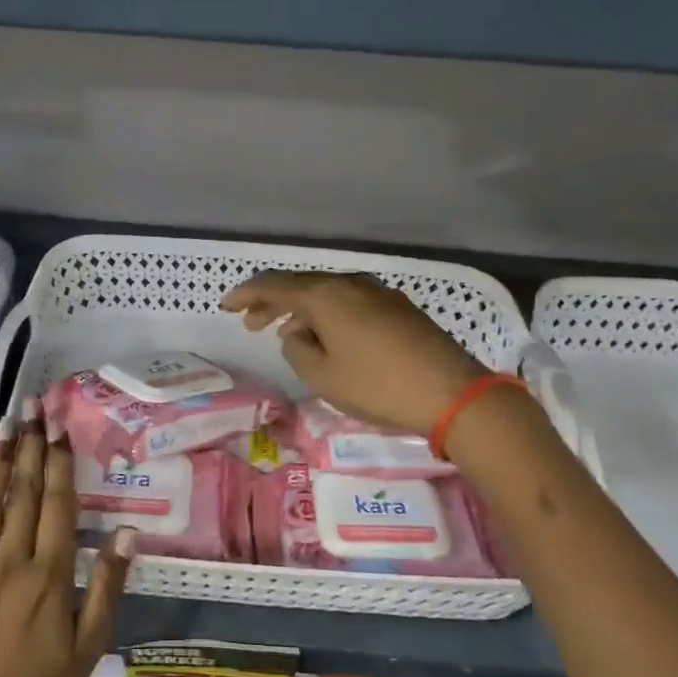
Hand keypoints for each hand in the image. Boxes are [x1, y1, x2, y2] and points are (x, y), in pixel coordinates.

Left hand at [0, 409, 135, 676]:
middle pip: (21, 494)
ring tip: (2, 424)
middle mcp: (10, 562)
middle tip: (31, 407)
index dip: (58, 462)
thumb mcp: (90, 645)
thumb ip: (107, 586)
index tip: (59, 426)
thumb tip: (126, 533)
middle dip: (28, 447)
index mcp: (50, 575)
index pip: (56, 504)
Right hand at [222, 271, 487, 435]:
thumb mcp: (323, 376)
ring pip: (328, 294)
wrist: (451, 393)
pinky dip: (329, 315)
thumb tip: (297, 334)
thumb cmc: (377, 385)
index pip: (275, 285)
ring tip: (287, 334)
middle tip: (251, 324)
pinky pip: (350, 303)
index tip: (226, 306)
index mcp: (327, 295)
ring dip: (302, 311)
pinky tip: (329, 337)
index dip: (247, 294)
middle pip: (302, 285)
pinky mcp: (398, 309)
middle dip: (273, 302)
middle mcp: (351, 284)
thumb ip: (298, 350)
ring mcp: (379, 293)